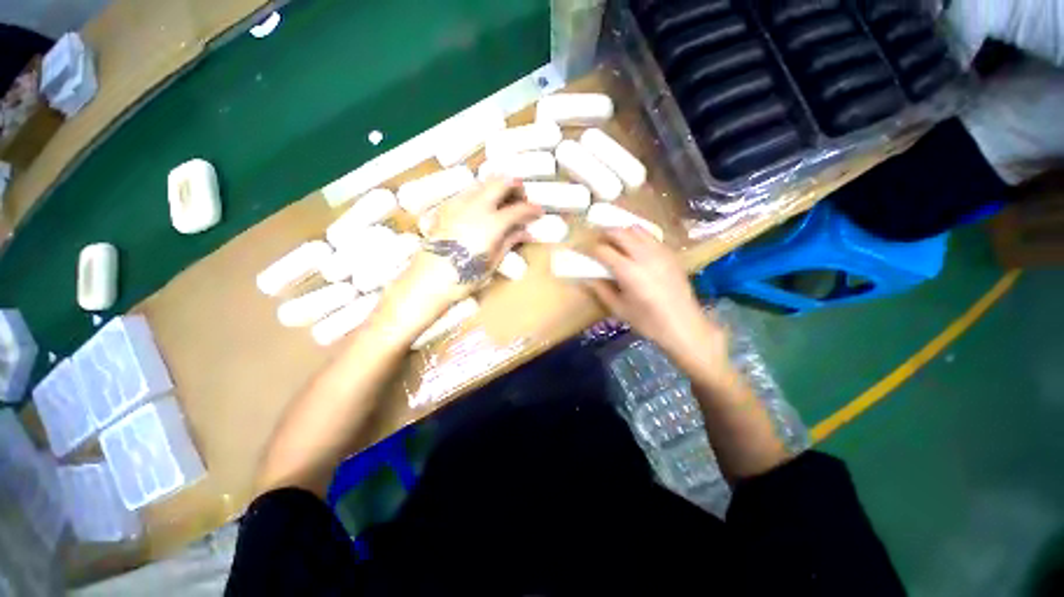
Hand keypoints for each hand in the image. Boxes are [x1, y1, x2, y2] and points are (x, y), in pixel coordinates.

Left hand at [376, 178, 541, 336]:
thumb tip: (525, 232)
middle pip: (500, 182)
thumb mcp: (492, 262)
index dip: (532, 209)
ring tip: (504, 200)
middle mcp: (475, 207)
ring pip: (482, 182)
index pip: (518, 209)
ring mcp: (458, 204)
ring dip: (497, 186)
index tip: (539, 211)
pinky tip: (483, 207)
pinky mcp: (446, 208)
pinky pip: (467, 192)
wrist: (427, 281)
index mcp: (491, 223)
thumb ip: (509, 241)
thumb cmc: (464, 277)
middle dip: (515, 186)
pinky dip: (480, 192)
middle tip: (522, 198)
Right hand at [585, 227, 729, 367]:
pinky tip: (635, 249)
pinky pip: (651, 236)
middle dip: (604, 233)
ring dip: (622, 232)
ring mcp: (659, 252)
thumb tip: (586, 277)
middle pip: (619, 232)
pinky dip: (638, 236)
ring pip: (636, 229)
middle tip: (597, 241)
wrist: (684, 325)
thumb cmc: (648, 322)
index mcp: (628, 271)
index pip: (603, 250)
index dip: (590, 249)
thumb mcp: (619, 309)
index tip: (583, 252)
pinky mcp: (670, 253)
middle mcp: (644, 255)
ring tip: (615, 242)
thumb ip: (600, 290)